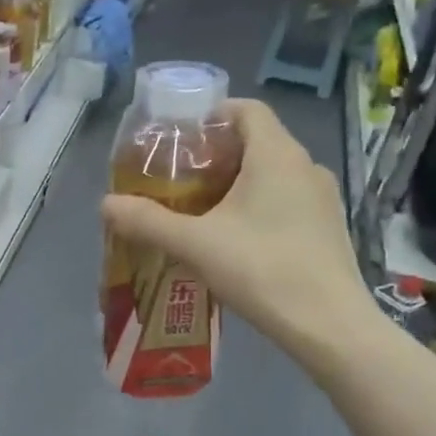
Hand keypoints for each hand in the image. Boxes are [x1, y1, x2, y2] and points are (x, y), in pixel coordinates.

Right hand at [100, 98, 380, 370]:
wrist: (330, 326)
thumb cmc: (262, 270)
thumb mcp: (195, 244)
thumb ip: (148, 221)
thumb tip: (105, 204)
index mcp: (276, 155)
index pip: (246, 109)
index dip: (212, 116)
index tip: (180, 140)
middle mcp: (305, 166)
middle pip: (257, 141)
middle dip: (216, 156)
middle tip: (180, 181)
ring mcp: (323, 198)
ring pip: (273, 174)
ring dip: (238, 184)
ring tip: (203, 212)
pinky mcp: (329, 228)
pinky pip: (288, 200)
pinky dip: (259, 206)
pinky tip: (237, 241)